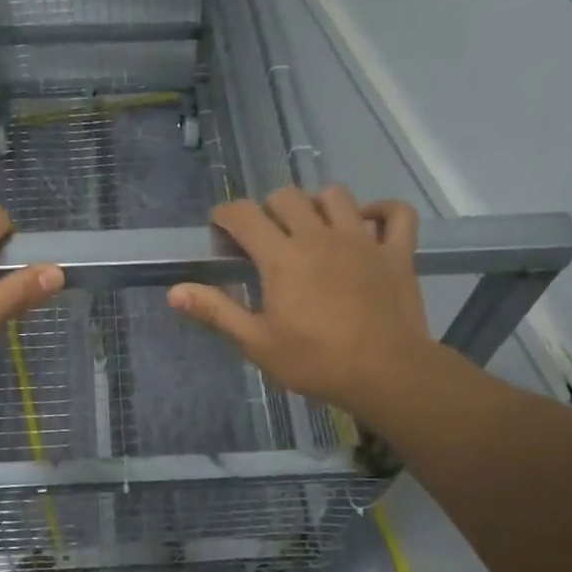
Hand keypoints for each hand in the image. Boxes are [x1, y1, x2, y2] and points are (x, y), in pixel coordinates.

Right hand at [168, 186, 450, 417]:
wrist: (387, 375)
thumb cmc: (316, 362)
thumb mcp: (257, 343)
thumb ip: (216, 312)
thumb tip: (175, 291)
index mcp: (282, 257)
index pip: (244, 214)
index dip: (225, 215)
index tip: (220, 229)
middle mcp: (319, 236)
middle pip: (287, 196)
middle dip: (268, 209)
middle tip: (265, 237)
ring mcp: (362, 240)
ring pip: (336, 196)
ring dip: (317, 204)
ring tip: (312, 228)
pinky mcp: (396, 252)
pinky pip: (396, 213)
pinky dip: (382, 211)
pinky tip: (368, 222)